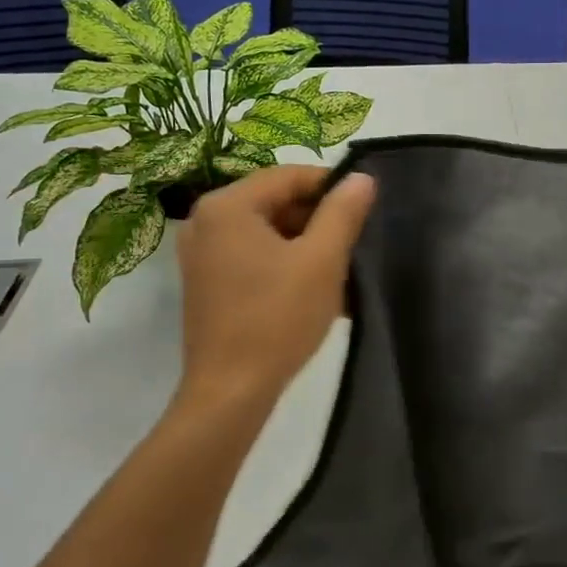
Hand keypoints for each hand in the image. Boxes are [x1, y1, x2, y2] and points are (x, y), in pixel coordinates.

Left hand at [175, 165, 375, 406]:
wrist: (231, 391)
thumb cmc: (277, 318)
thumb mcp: (321, 260)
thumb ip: (343, 212)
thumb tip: (361, 177)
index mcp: (227, 205)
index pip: (289, 175)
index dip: (331, 186)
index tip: (365, 208)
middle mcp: (205, 221)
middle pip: (275, 202)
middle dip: (318, 221)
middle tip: (354, 245)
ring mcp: (202, 254)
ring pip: (267, 233)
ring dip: (306, 246)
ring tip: (340, 272)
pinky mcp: (207, 283)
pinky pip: (253, 257)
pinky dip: (285, 265)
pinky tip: (315, 290)